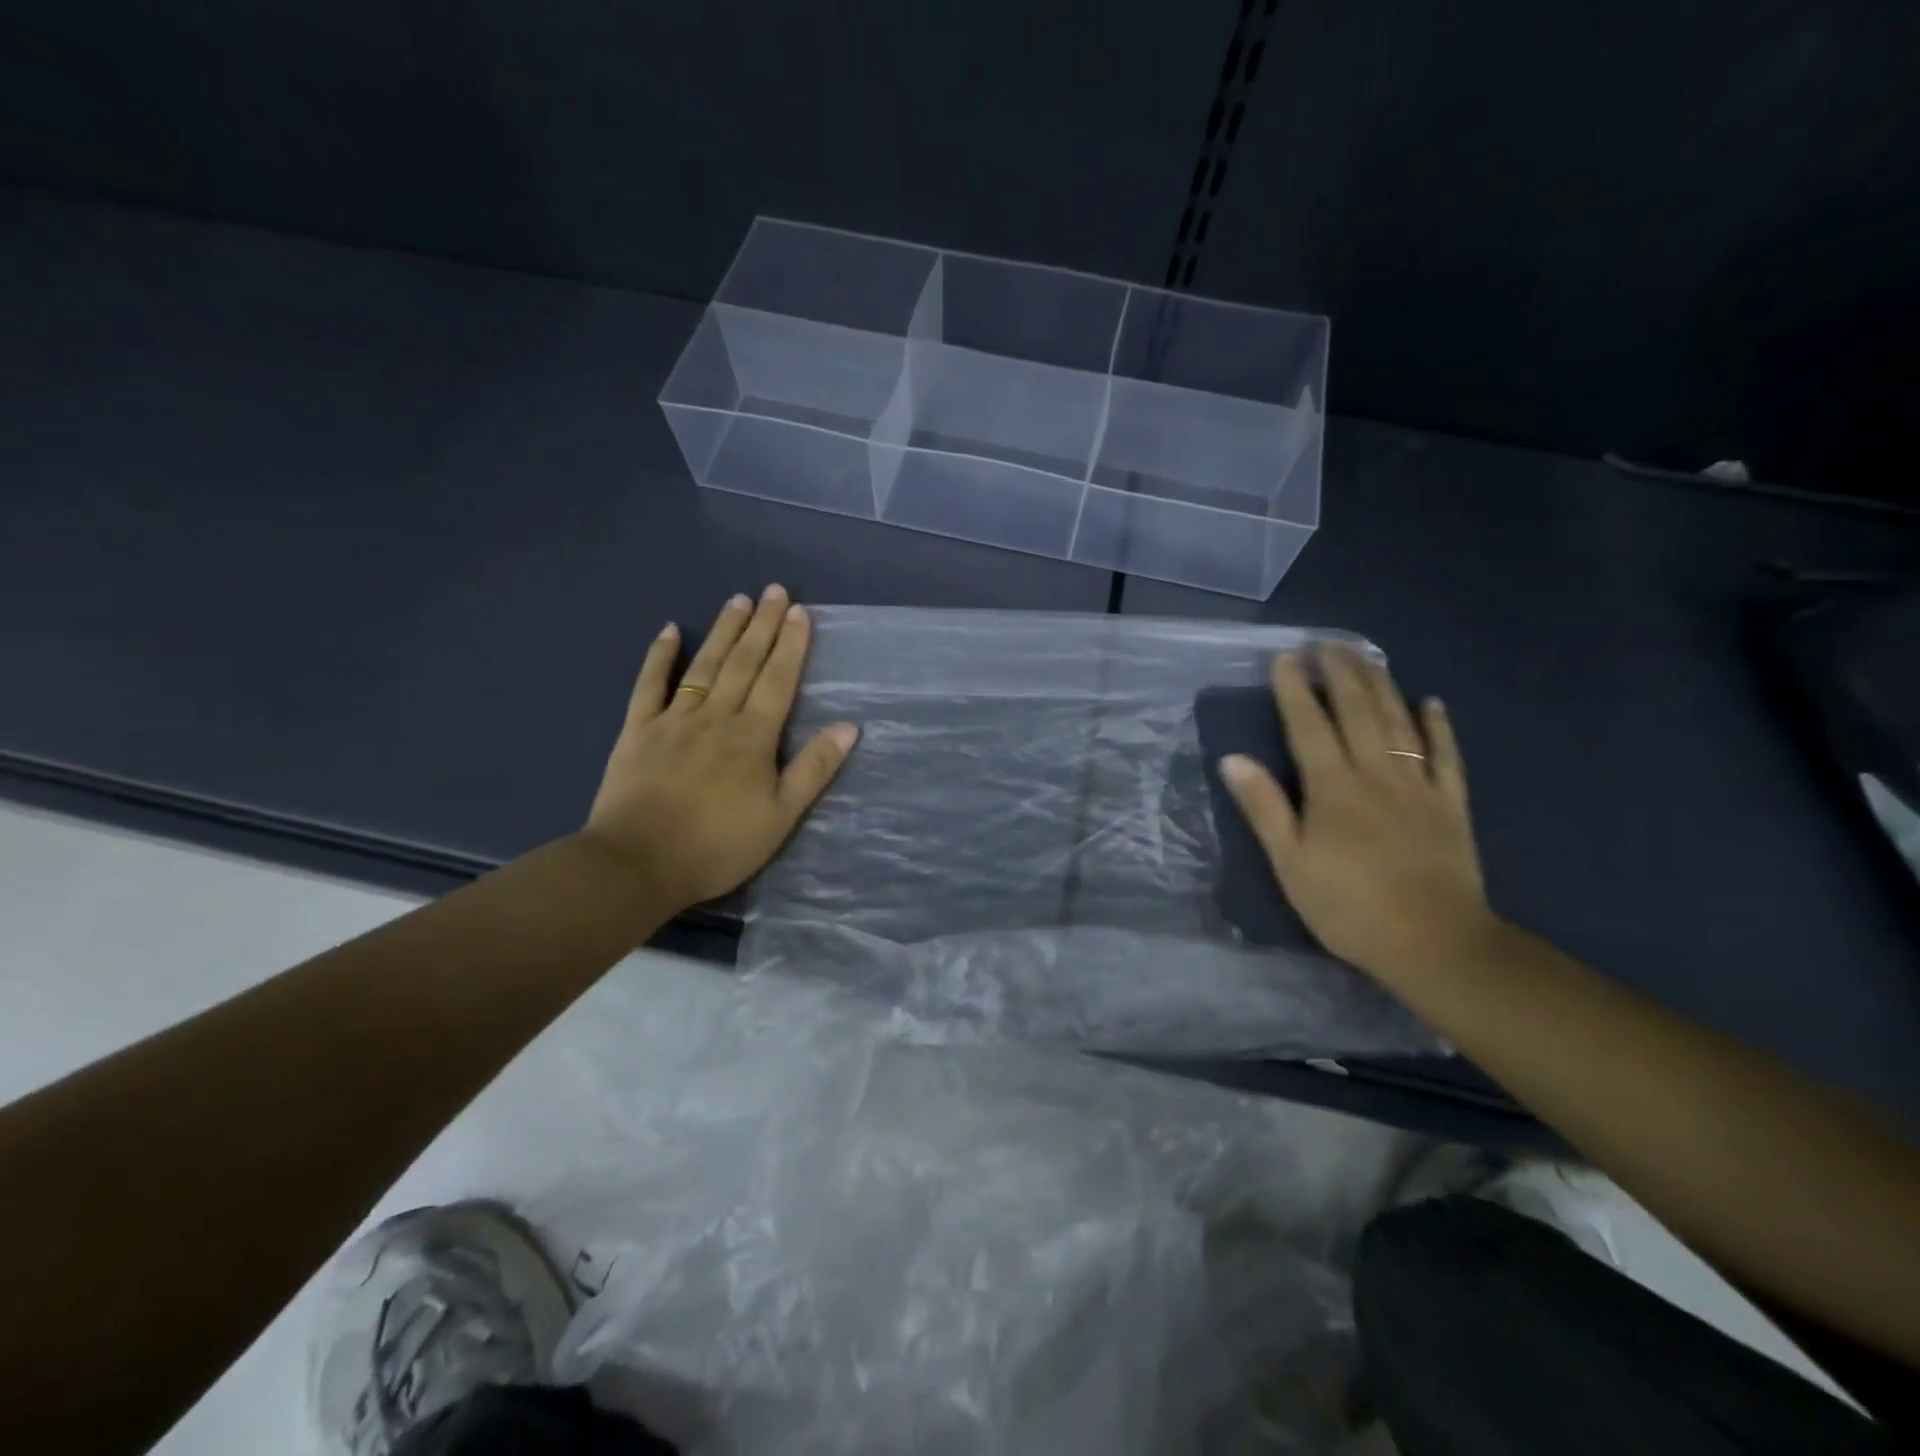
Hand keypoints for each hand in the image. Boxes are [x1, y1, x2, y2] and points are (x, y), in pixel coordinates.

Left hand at [581, 584, 857, 912]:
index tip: (800, 612)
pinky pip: (649, 684)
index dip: (791, 645)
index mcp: (753, 736)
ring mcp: (674, 718)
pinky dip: (660, 656)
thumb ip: (814, 769)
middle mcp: (716, 716)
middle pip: (744, 663)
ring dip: (723, 631)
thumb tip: (849, 727)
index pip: (778, 680)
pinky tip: (670, 630)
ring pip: (704, 665)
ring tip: (738, 600)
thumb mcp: (781, 816)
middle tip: (774, 591)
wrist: (639, 863)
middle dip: (762, 625)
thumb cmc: (718, 845)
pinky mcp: (638, 729)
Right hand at [1220, 644, 1497, 984]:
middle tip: (1326, 642)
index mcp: (1332, 787)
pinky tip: (1431, 702)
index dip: (1294, 688)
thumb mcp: (1290, 864)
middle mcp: (1376, 773)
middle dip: (1339, 672)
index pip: (1308, 724)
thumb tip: (1232, 759)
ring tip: (1366, 655)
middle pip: (1356, 710)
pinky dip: (1438, 726)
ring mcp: (1419, 785)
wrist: (1435, 944)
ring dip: (1381, 684)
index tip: (1285, 657)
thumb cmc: (1349, 907)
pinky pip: (1446, 755)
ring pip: (1399, 721)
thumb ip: (1264, 808)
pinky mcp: (1452, 804)